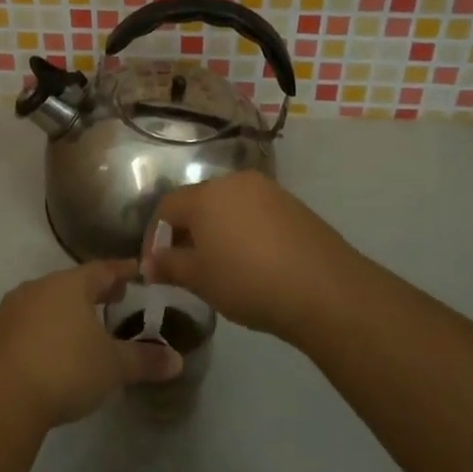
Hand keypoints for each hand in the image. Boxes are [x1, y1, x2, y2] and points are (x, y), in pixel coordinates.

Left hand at [0, 260, 182, 428]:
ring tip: (80, 330)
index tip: (137, 271)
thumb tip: (177, 360)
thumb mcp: (112, 367)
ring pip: (43, 304)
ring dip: (63, 313)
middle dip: (93, 292)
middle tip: (113, 299)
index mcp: (70, 285)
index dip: (122, 271)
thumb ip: (144, 361)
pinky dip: (39, 334)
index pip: (103, 269)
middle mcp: (37, 289)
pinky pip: (22, 328)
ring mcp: (9, 312)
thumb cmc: (64, 369)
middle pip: (71, 284)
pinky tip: (47, 356)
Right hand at [142, 171, 375, 341]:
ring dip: (217, 231)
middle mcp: (235, 182)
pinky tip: (252, 262)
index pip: (167, 207)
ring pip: (229, 207)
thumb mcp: (200, 279)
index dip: (155, 236)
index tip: (156, 266)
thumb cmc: (248, 281)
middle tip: (185, 266)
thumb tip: (149, 264)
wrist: (324, 289)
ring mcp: (269, 191)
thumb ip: (169, 266)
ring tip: (219, 266)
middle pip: (199, 202)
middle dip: (187, 233)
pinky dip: (244, 232)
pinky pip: (256, 214)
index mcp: (205, 195)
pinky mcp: (294, 205)